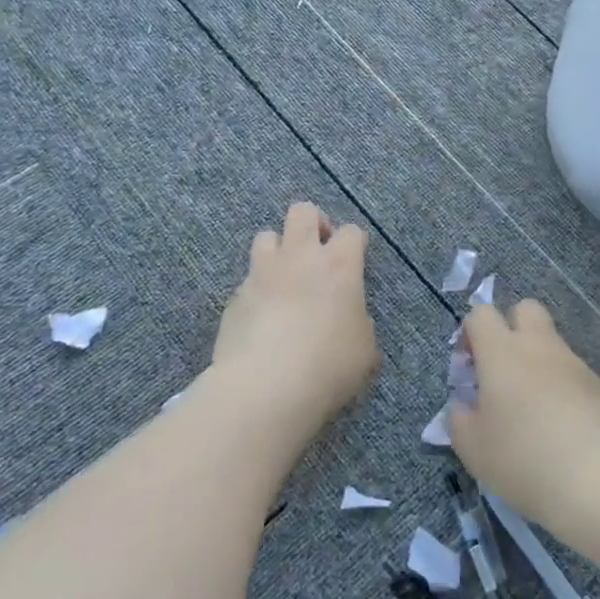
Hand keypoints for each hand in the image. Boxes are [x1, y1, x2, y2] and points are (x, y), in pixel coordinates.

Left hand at [211, 203, 378, 436]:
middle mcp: (299, 258)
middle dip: (312, 224)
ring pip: (266, 236)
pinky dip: (257, 291)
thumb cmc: (328, 366)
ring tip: (284, 279)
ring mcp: (262, 274)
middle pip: (302, 212)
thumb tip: (349, 321)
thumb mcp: (364, 350)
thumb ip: (358, 324)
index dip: (354, 243)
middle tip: (317, 252)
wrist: (266, 387)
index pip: (351, 231)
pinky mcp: (235, 297)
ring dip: (277, 251)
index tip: (353, 261)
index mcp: (339, 267)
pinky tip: (261, 319)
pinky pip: (248, 280)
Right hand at [448, 300, 599, 528]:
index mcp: (502, 352)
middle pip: (525, 309)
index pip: (481, 314)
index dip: (470, 334)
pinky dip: (560, 387)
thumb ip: (459, 414)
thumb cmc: (521, 459)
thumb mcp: (470, 446)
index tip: (469, 369)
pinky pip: (571, 373)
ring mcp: (574, 364)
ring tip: (531, 410)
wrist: (595, 484)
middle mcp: (539, 347)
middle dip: (510, 328)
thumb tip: (466, 401)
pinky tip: (559, 426)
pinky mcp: (599, 387)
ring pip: (550, 343)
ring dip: (536, 361)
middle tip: (502, 371)